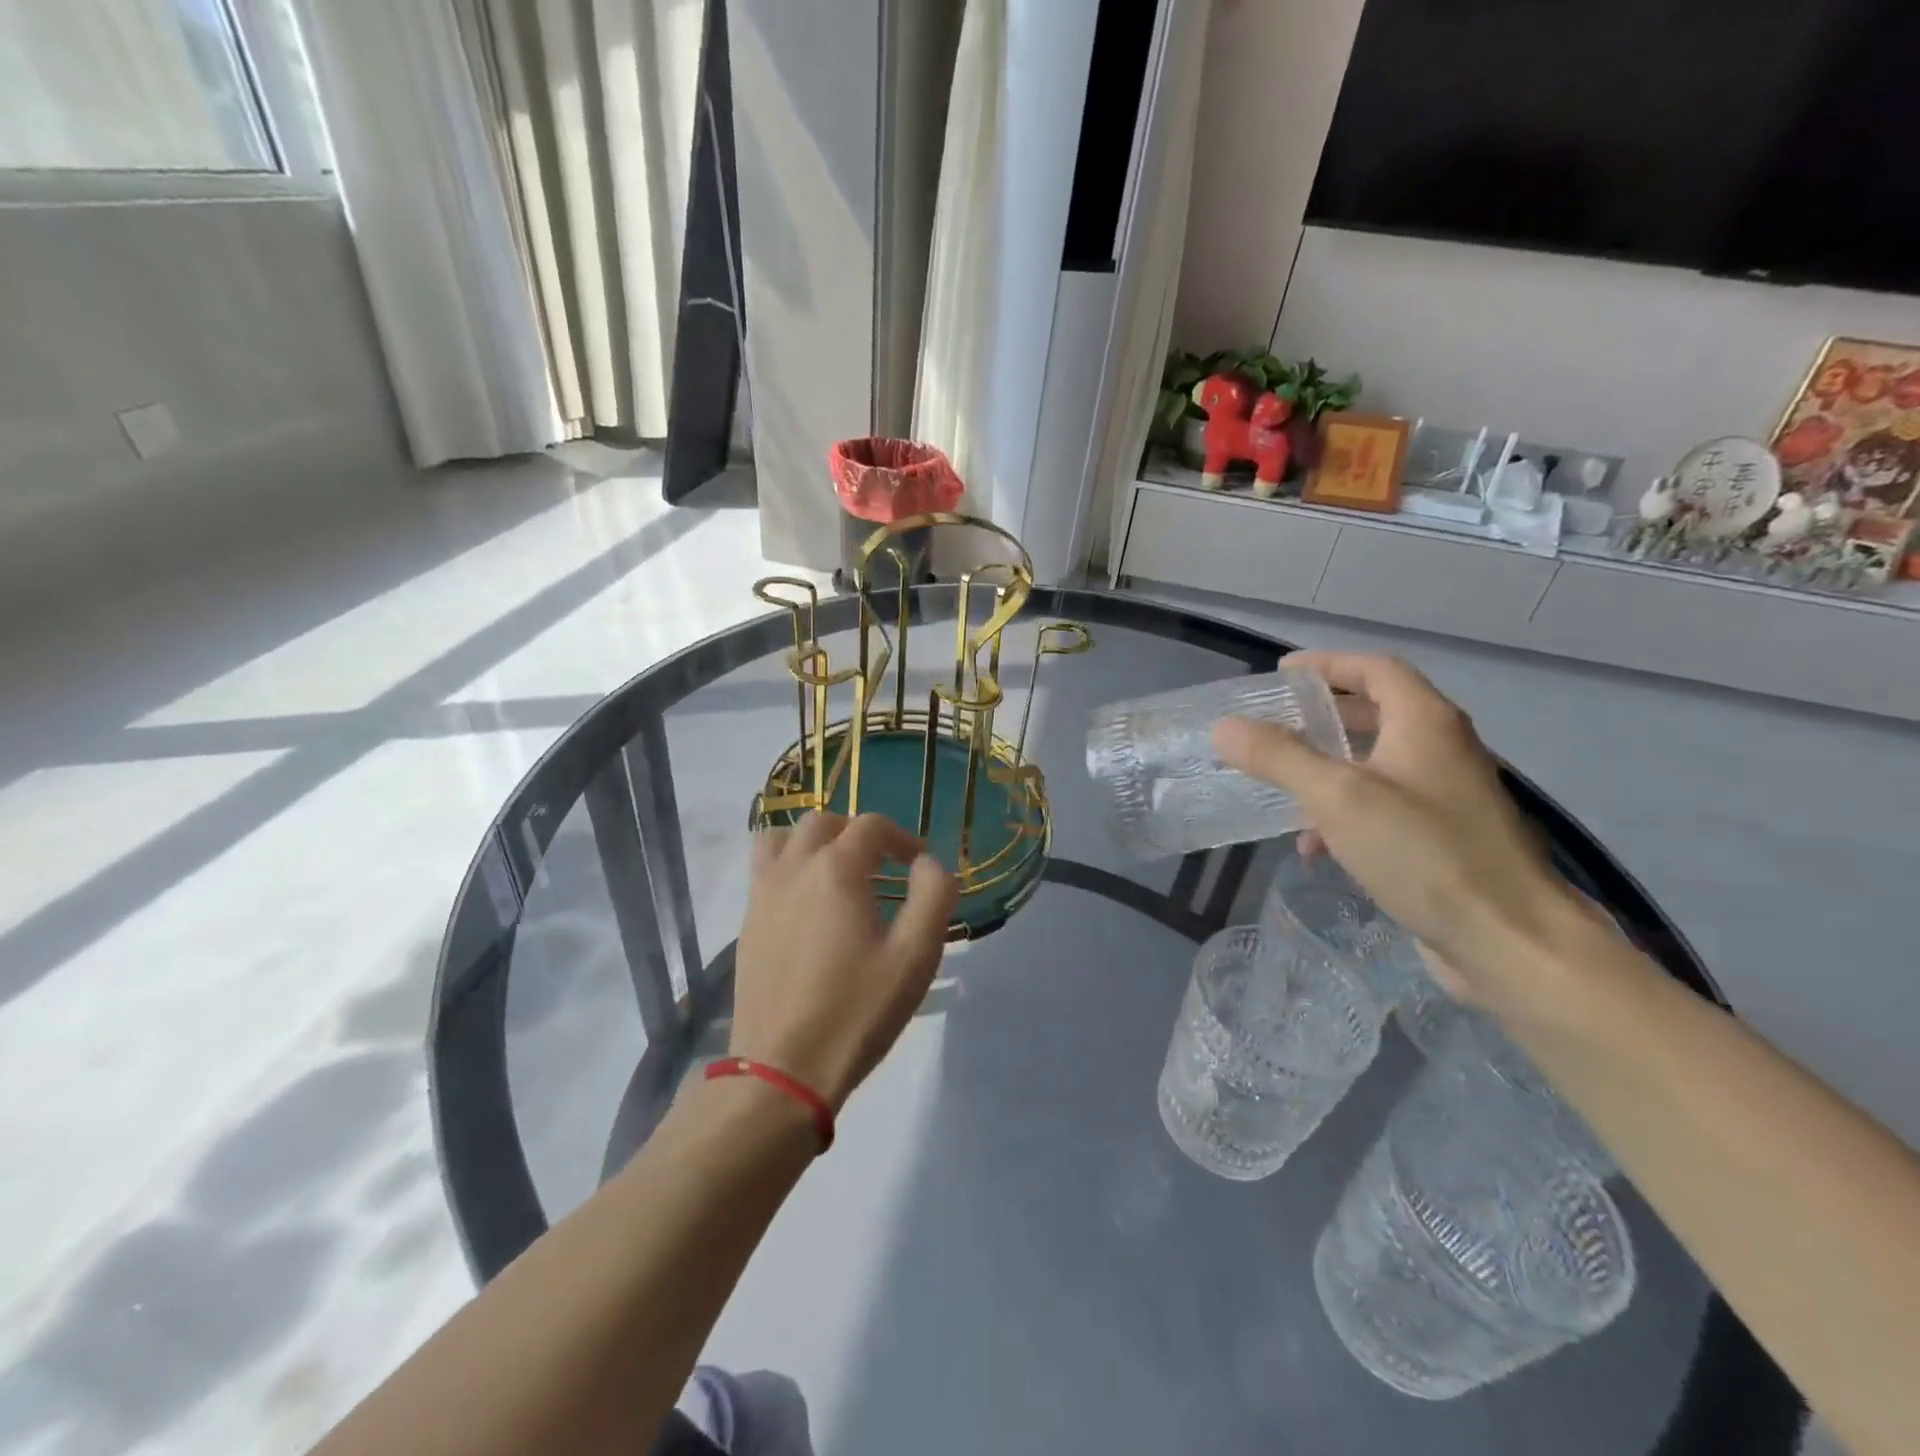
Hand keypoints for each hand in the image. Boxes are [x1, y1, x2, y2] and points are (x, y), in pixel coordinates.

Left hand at [730, 813, 957, 1109]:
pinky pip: (764, 872)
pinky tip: (808, 906)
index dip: (901, 837)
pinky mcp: (747, 925)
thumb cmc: (857, 1009)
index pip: (870, 826)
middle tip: (881, 865)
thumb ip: (933, 894)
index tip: (918, 862)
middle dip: (856, 833)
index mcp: (836, 869)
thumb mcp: (916, 954)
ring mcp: (762, 896)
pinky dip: (789, 868)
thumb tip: (928, 863)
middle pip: (822, 823)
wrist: (783, 1069)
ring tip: (836, 872)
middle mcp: (793, 869)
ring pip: (782, 839)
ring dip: (813, 842)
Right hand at [1213, 652, 1581, 999]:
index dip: (1327, 663)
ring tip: (1282, 784)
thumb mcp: (1337, 797)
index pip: (1375, 669)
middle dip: (1323, 716)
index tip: (1282, 674)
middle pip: (1377, 713)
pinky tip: (1314, 847)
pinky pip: (1384, 808)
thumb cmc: (1423, 853)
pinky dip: (1344, 814)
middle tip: (1275, 724)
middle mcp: (1442, 750)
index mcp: (1425, 723)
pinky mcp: (1444, 840)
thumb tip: (1225, 727)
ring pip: (1376, 764)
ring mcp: (1446, 797)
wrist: (1510, 942)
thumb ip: (1279, 757)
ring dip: (1328, 768)